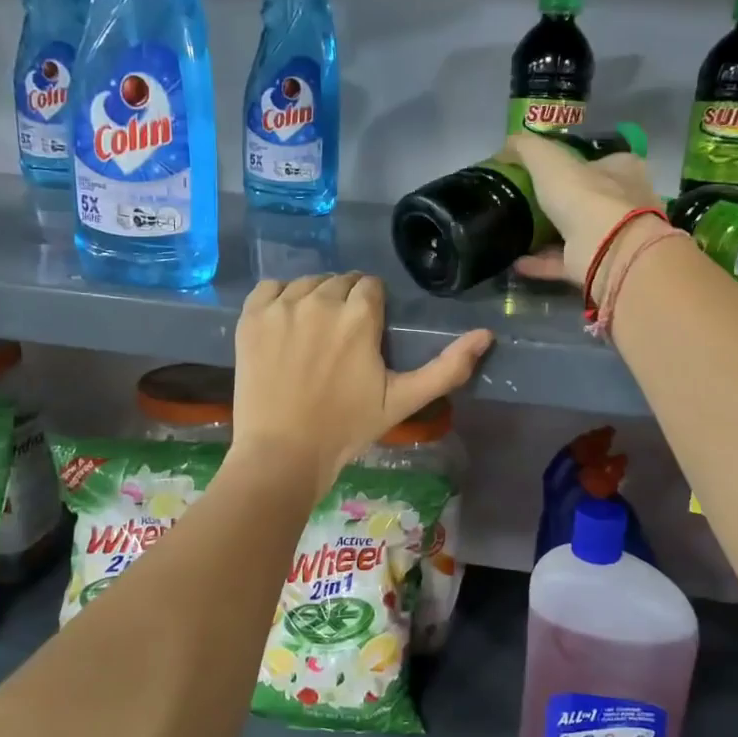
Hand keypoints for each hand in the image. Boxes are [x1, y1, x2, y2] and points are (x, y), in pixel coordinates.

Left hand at [232, 273, 492, 501]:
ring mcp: (282, 306)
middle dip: (345, 303)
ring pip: (306, 283)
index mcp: (360, 314)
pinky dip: (279, 299)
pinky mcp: (251, 318)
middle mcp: (321, 299)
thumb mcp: (404, 401)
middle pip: (339, 282)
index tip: (367, 337)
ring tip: (313, 337)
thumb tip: (486, 335)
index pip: (370, 286)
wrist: (283, 454)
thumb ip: (447, 368)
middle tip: (340, 342)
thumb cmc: (347, 429)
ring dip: (314, 300)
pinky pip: (270, 288)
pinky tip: (284, 327)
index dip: (372, 309)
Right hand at [506, 133, 663, 296]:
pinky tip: (517, 262)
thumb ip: (526, 149)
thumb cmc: (585, 195)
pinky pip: (565, 261)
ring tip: (518, 233)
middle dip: (561, 201)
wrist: (608, 249)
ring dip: (548, 235)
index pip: (600, 161)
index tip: (543, 172)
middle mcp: (624, 202)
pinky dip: (541, 262)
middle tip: (527, 203)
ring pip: (577, 233)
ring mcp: (613, 237)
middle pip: (589, 198)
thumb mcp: (548, 159)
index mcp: (623, 170)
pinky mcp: (599, 265)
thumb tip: (505, 146)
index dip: (574, 163)